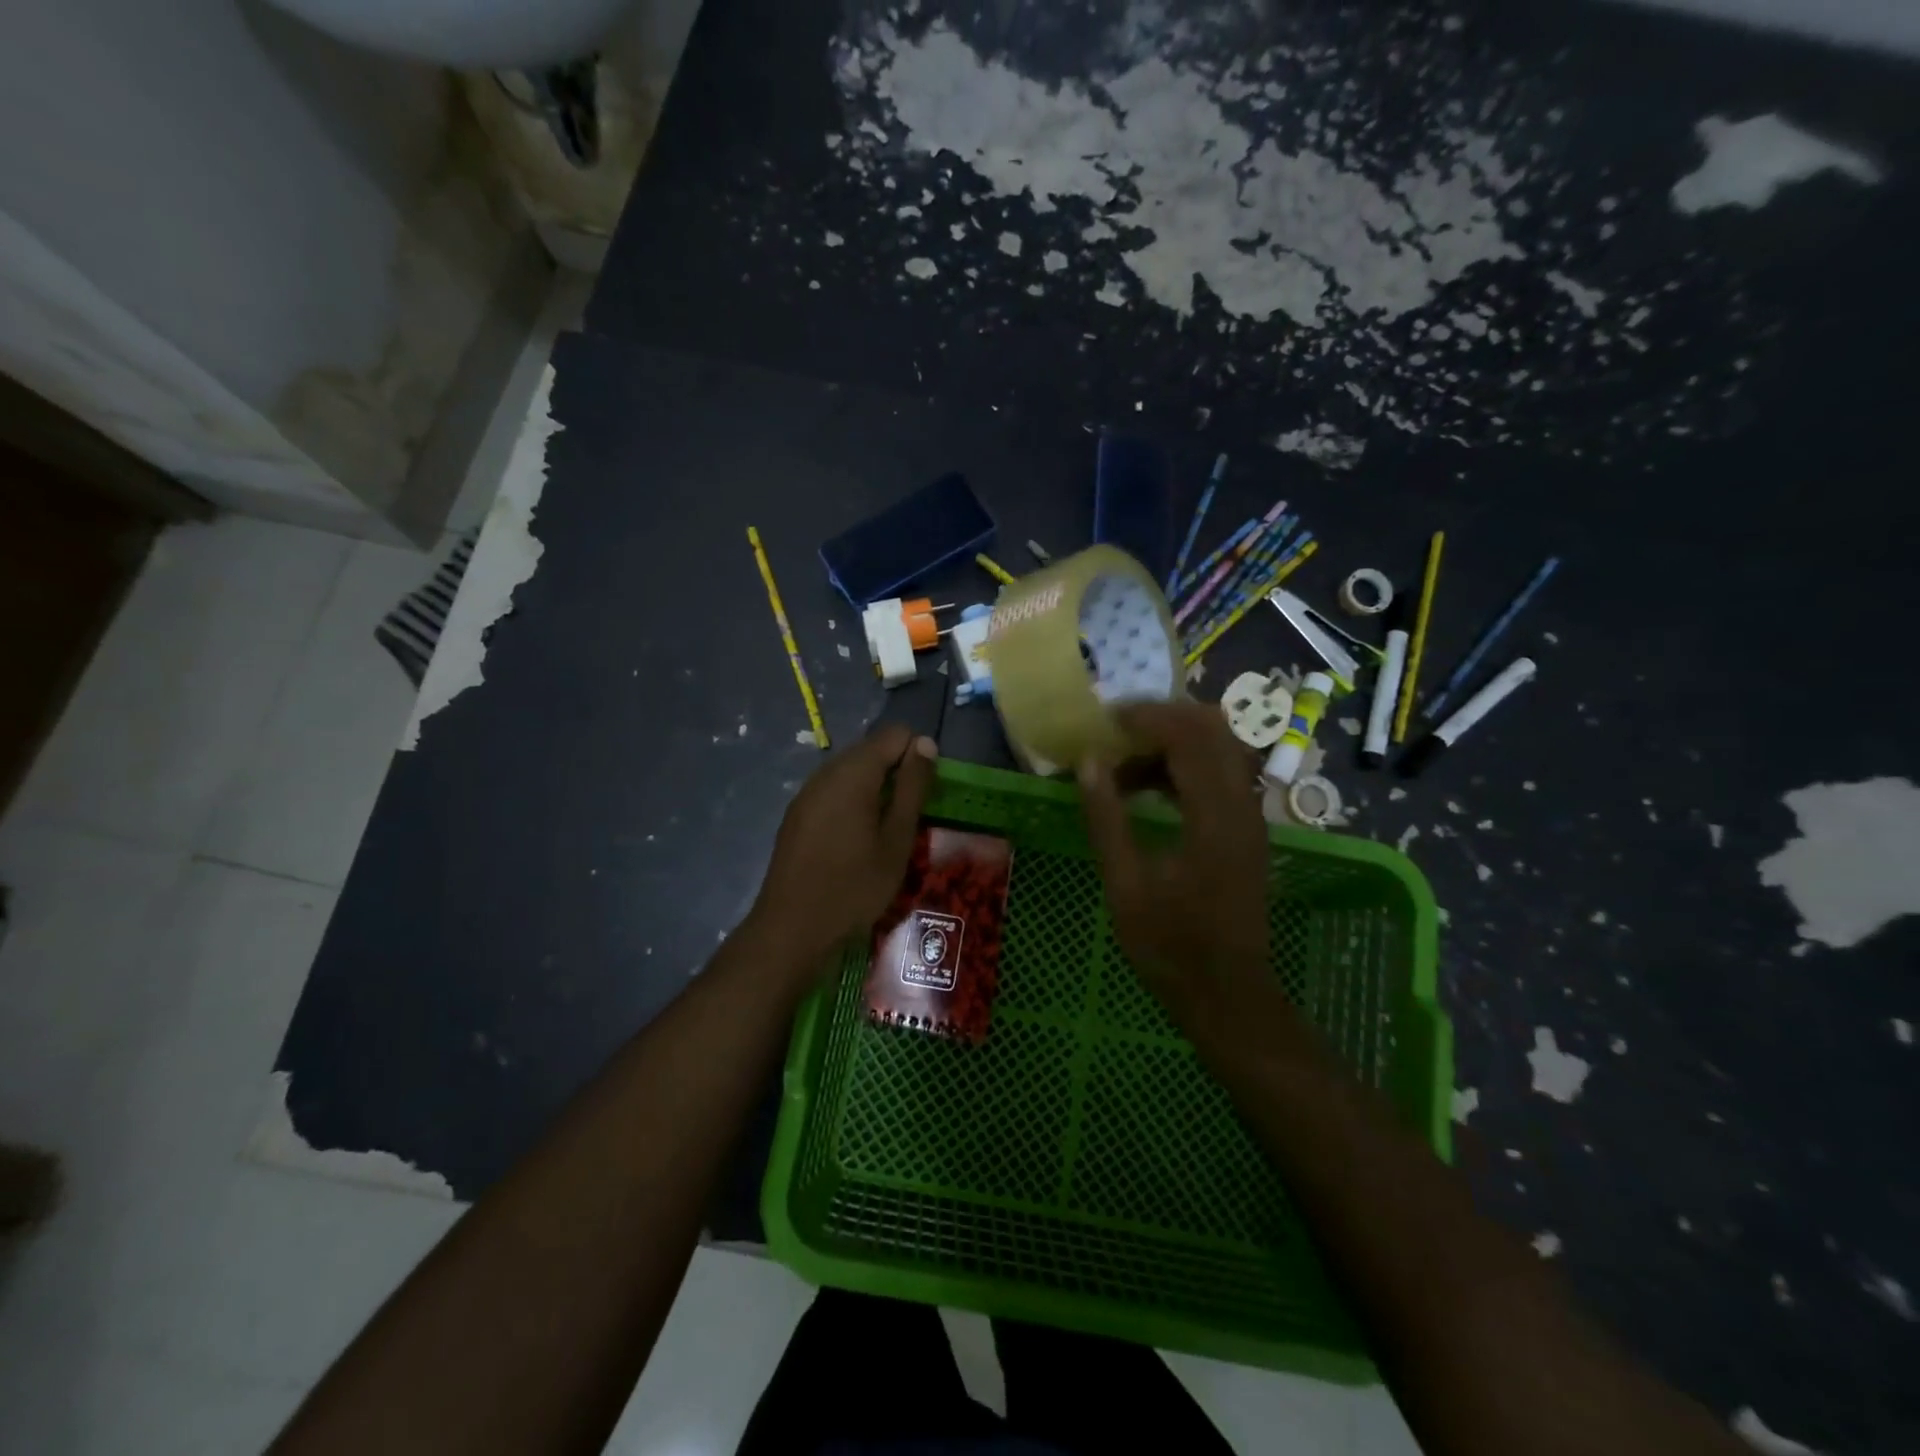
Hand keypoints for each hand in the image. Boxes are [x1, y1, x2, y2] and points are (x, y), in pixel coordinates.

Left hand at [748, 724, 937, 965]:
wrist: (792, 927)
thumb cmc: (855, 885)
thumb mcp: (897, 838)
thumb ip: (912, 787)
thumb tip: (925, 744)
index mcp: (854, 772)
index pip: (896, 733)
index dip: (917, 756)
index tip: (924, 795)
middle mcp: (826, 772)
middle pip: (872, 750)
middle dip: (897, 772)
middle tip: (909, 818)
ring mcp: (807, 792)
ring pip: (852, 772)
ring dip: (875, 790)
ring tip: (885, 833)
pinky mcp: (797, 814)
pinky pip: (834, 792)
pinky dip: (853, 803)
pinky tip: (856, 841)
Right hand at [1078, 703, 1268, 997]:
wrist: (1227, 994)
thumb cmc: (1170, 946)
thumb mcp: (1125, 885)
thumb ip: (1107, 818)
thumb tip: (1089, 762)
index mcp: (1215, 817)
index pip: (1188, 736)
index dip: (1145, 718)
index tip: (1103, 723)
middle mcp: (1242, 805)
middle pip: (1212, 729)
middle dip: (1160, 720)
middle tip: (1113, 734)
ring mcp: (1249, 816)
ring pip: (1217, 748)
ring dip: (1170, 743)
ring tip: (1120, 765)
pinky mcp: (1246, 828)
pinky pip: (1218, 774)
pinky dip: (1182, 766)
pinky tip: (1144, 789)